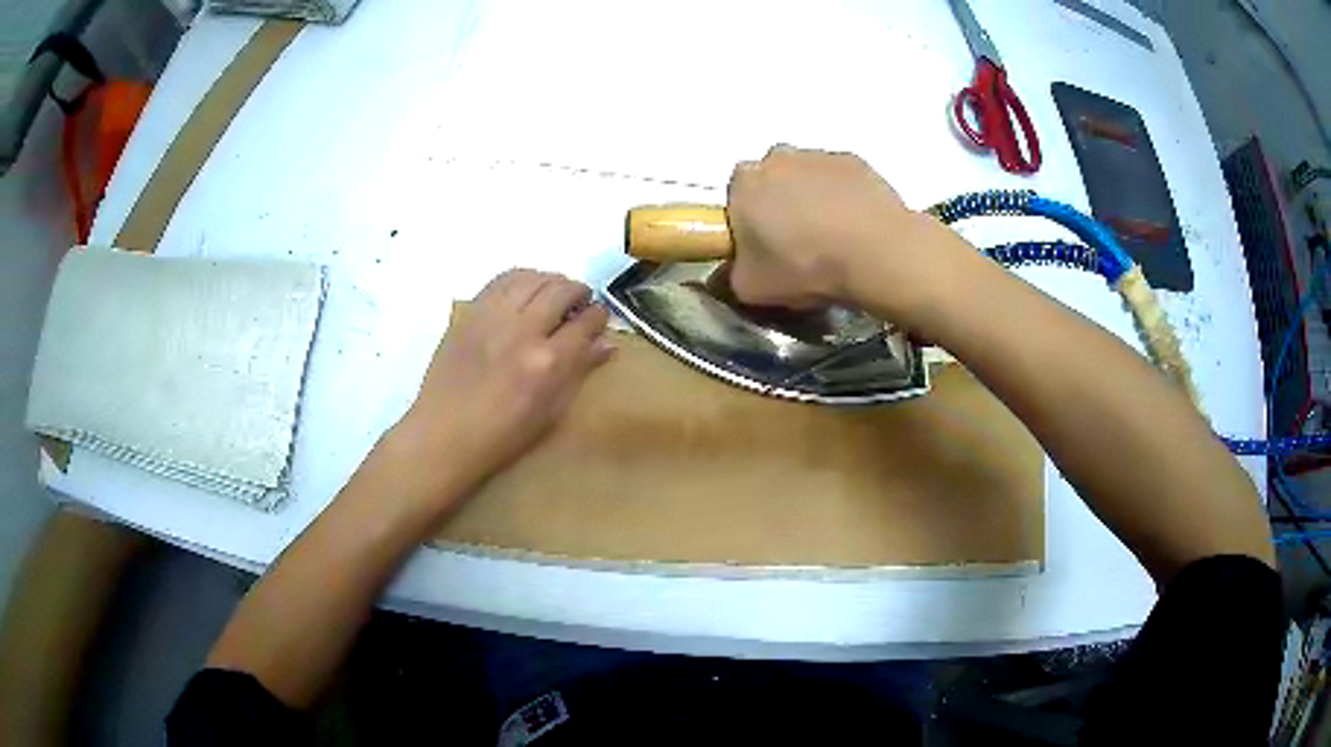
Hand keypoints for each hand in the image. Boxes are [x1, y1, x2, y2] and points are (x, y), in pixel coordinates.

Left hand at [386, 269, 612, 509]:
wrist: (444, 435)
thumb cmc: (502, 436)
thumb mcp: (549, 413)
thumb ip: (578, 372)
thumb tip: (606, 344)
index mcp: (547, 363)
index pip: (585, 322)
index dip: (599, 316)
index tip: (600, 318)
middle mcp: (522, 331)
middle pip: (560, 290)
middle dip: (578, 291)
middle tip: (581, 301)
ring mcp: (493, 318)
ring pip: (531, 278)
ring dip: (551, 281)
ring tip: (555, 293)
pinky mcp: (470, 314)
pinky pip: (501, 281)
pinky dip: (521, 279)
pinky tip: (526, 290)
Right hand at [726, 146, 970, 325]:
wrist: (876, 253)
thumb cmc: (804, 266)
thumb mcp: (751, 288)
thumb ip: (731, 275)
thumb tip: (732, 272)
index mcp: (744, 182)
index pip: (735, 197)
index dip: (748, 222)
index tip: (764, 247)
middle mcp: (777, 157)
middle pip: (772, 180)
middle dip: (780, 204)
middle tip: (798, 244)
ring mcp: (819, 155)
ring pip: (807, 177)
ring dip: (814, 200)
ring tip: (833, 239)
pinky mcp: (856, 161)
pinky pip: (841, 179)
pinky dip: (845, 198)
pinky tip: (857, 228)